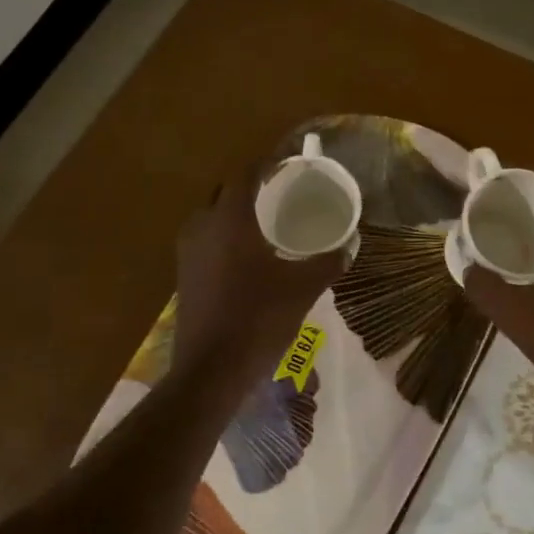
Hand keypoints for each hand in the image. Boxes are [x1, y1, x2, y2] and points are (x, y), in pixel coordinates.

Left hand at [168, 168, 345, 399]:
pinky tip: (247, 256)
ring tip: (265, 222)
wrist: (211, 369)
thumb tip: (349, 244)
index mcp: (230, 220)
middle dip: (249, 186)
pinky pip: (205, 241)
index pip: (245, 174)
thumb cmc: (258, 319)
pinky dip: (224, 237)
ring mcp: (187, 253)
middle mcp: (202, 228)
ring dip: (234, 212)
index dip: (266, 164)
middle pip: (224, 192)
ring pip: (211, 217)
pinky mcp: (184, 276)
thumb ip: (327, 262)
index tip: (288, 163)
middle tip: (279, 192)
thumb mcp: (303, 289)